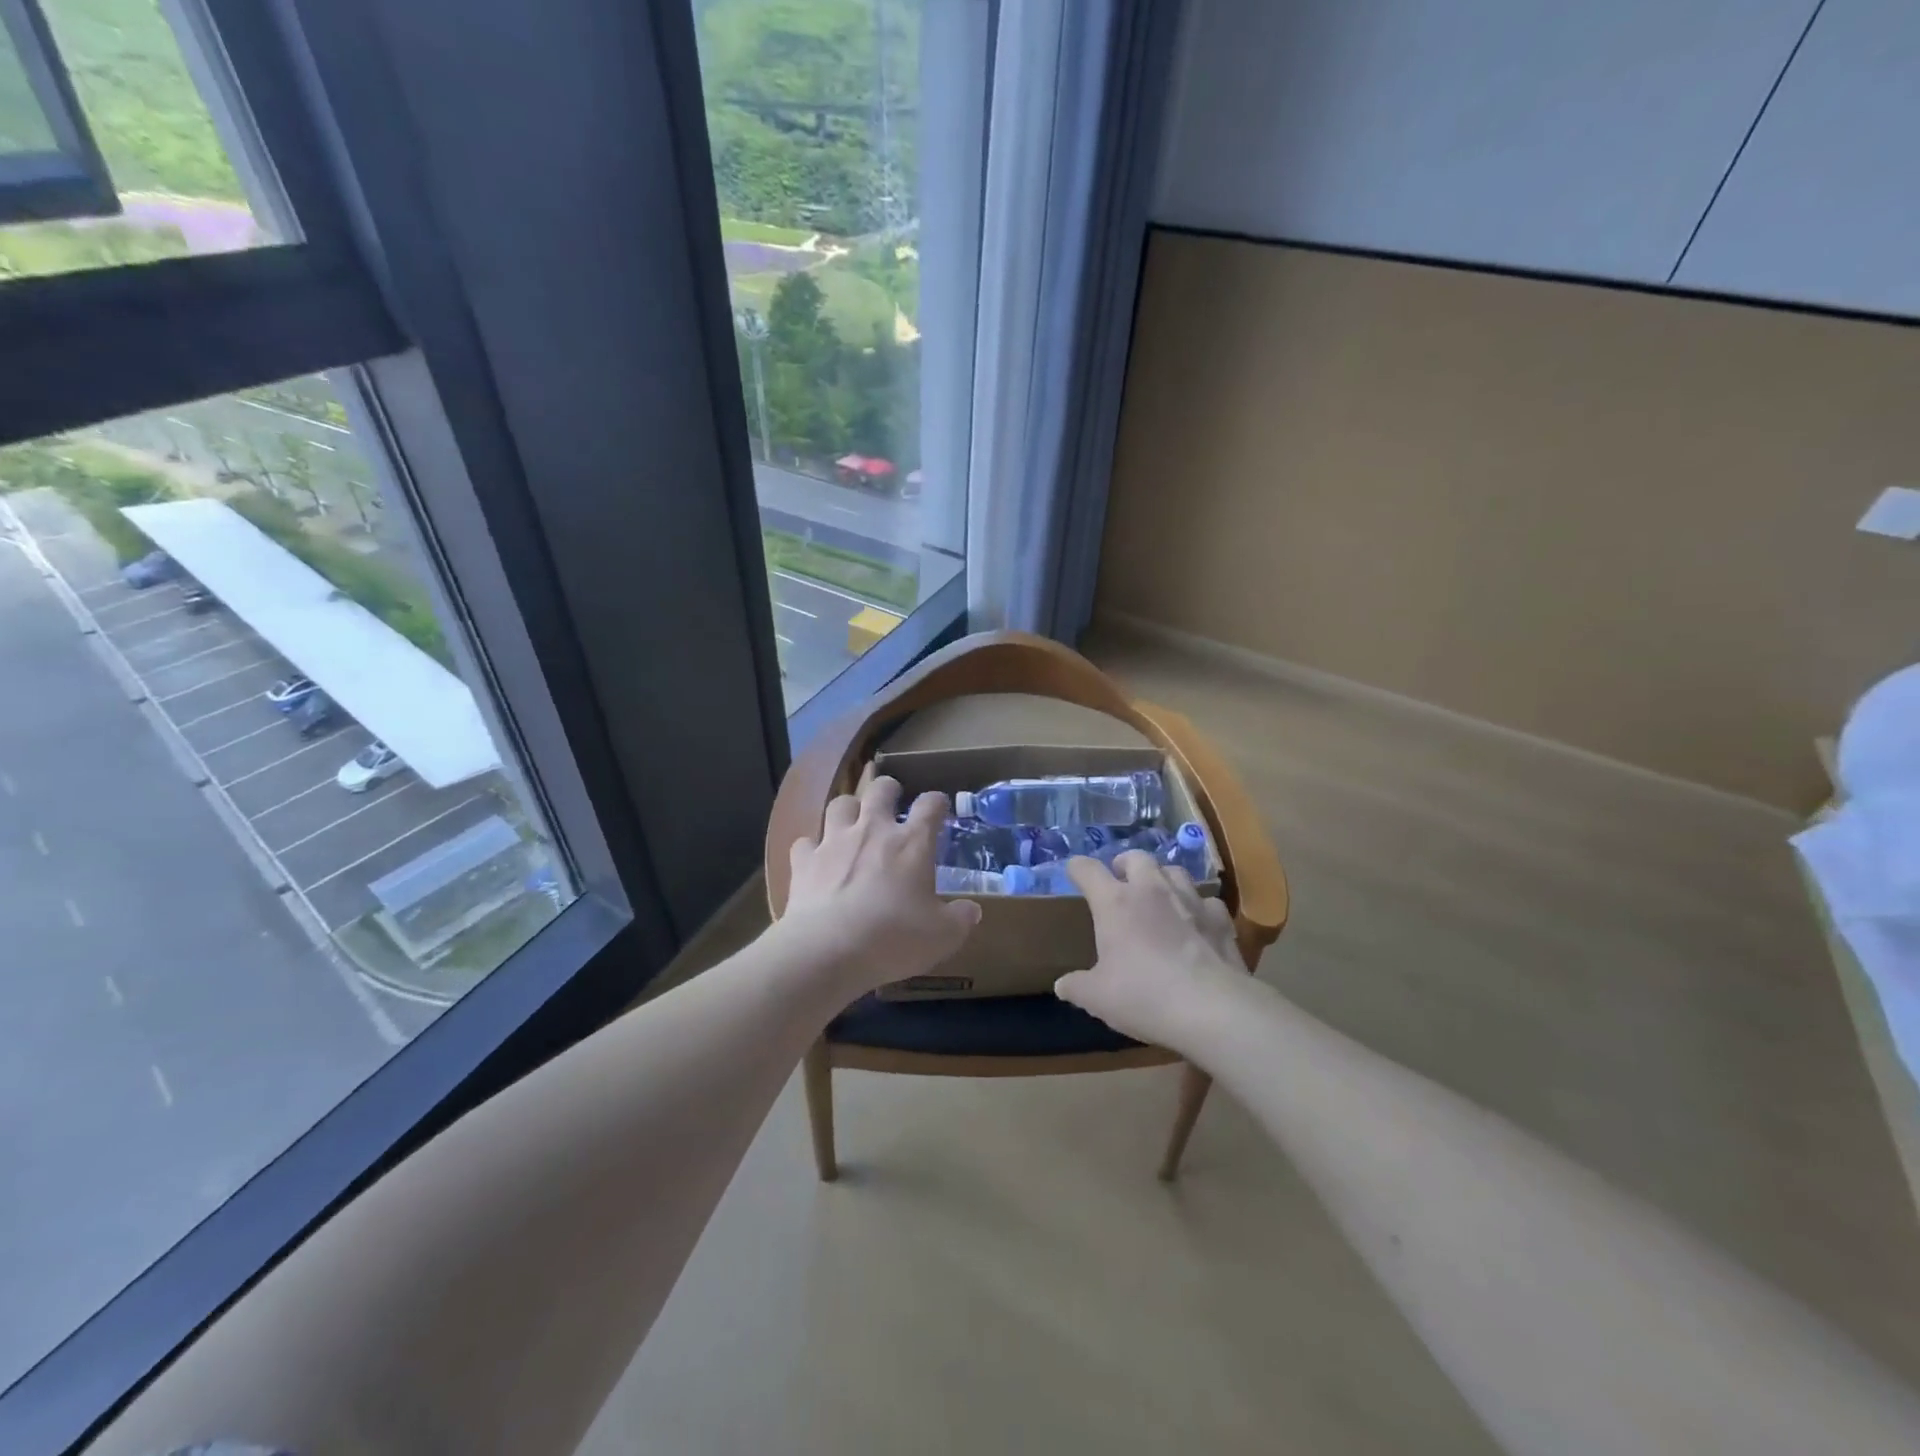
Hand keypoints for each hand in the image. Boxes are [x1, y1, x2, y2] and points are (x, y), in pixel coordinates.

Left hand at [779, 774, 980, 997]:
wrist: (827, 951)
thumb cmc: (894, 938)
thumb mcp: (942, 937)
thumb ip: (960, 919)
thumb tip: (971, 911)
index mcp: (911, 843)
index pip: (930, 805)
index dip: (937, 802)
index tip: (939, 808)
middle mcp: (873, 831)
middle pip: (880, 789)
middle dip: (889, 790)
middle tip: (892, 800)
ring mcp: (834, 842)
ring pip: (840, 804)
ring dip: (849, 809)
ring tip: (853, 823)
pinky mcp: (803, 861)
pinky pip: (805, 842)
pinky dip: (812, 848)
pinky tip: (816, 861)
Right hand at [1054, 851, 1253, 1051]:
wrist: (1212, 1008)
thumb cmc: (1144, 996)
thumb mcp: (1098, 998)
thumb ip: (1076, 987)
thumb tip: (1062, 986)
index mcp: (1115, 902)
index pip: (1088, 870)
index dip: (1077, 868)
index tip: (1073, 872)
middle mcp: (1151, 890)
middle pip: (1136, 857)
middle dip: (1125, 864)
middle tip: (1120, 880)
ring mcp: (1190, 900)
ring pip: (1174, 871)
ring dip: (1162, 879)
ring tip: (1158, 896)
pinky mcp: (1220, 918)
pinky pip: (1206, 901)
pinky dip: (1197, 907)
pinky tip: (1196, 923)